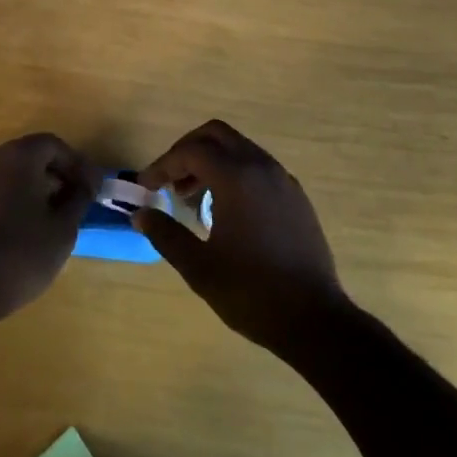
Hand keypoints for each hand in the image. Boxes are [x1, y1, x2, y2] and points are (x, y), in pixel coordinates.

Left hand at [0, 134, 95, 320]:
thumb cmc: (20, 254)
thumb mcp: (62, 229)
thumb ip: (78, 198)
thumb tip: (86, 183)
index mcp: (17, 156)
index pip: (53, 145)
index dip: (76, 164)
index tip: (90, 188)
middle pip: (29, 156)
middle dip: (53, 175)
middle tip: (72, 202)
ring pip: (7, 175)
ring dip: (30, 189)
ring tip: (47, 219)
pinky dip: (8, 202)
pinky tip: (18, 230)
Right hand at [136, 120, 350, 353]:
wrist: (316, 320)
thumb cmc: (252, 292)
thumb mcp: (199, 268)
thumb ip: (166, 235)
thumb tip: (140, 214)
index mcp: (237, 177)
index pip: (191, 152)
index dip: (163, 165)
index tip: (146, 187)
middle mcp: (261, 166)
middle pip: (216, 135)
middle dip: (187, 151)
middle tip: (169, 180)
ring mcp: (282, 179)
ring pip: (239, 148)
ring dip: (211, 162)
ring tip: (192, 198)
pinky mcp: (296, 196)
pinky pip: (257, 167)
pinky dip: (234, 173)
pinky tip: (225, 210)